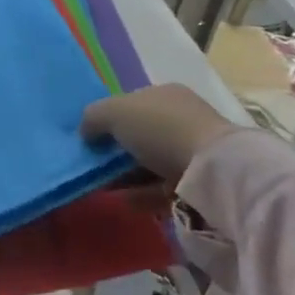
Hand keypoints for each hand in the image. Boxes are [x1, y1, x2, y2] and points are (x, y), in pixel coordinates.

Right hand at [83, 83, 242, 183]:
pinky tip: (123, 200)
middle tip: (94, 165)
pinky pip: (161, 186)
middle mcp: (180, 118)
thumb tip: (84, 131)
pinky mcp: (196, 182)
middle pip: (140, 134)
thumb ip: (93, 117)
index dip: (109, 118)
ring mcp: (191, 150)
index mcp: (164, 94)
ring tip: (103, 187)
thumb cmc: (159, 128)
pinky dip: (141, 193)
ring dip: (126, 175)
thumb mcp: (115, 112)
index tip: (91, 138)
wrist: (210, 169)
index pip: (131, 103)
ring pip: (149, 162)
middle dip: (116, 150)